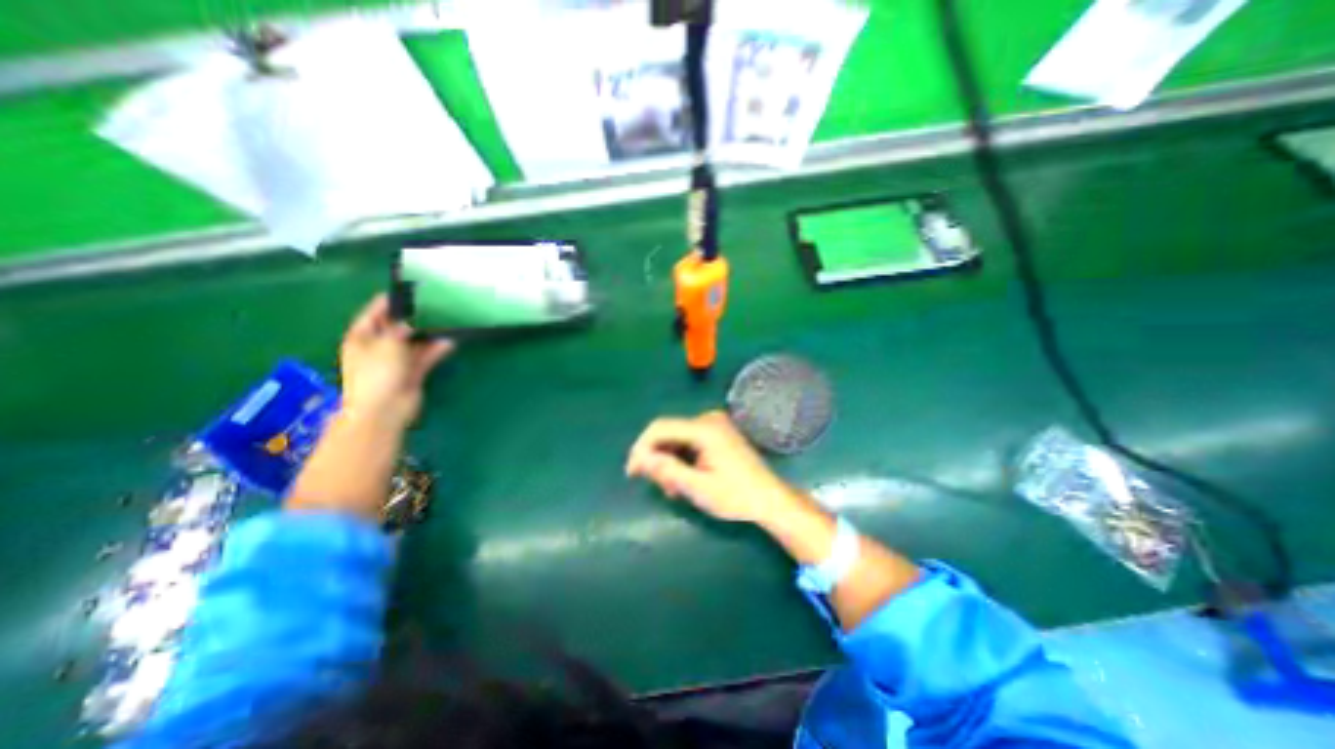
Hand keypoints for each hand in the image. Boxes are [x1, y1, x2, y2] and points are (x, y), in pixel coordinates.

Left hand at [338, 295, 453, 430]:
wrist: (384, 409)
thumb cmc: (377, 373)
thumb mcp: (387, 344)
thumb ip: (401, 329)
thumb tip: (411, 322)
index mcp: (361, 338)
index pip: (372, 314)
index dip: (387, 302)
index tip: (405, 290)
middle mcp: (377, 348)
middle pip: (395, 328)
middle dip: (412, 318)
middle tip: (431, 305)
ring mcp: (395, 361)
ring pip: (413, 343)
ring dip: (428, 334)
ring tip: (445, 321)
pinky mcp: (412, 373)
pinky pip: (425, 357)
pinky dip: (436, 350)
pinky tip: (449, 341)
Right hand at [625, 410, 801, 524]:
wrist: (770, 500)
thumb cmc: (736, 496)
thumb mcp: (698, 488)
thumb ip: (667, 471)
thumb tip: (639, 459)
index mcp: (704, 429)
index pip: (660, 427)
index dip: (641, 447)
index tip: (632, 472)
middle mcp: (708, 419)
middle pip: (668, 433)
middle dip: (657, 458)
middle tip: (659, 487)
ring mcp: (715, 425)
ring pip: (677, 438)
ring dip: (669, 461)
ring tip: (673, 489)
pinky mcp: (718, 433)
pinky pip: (689, 441)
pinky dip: (681, 458)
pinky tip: (683, 478)